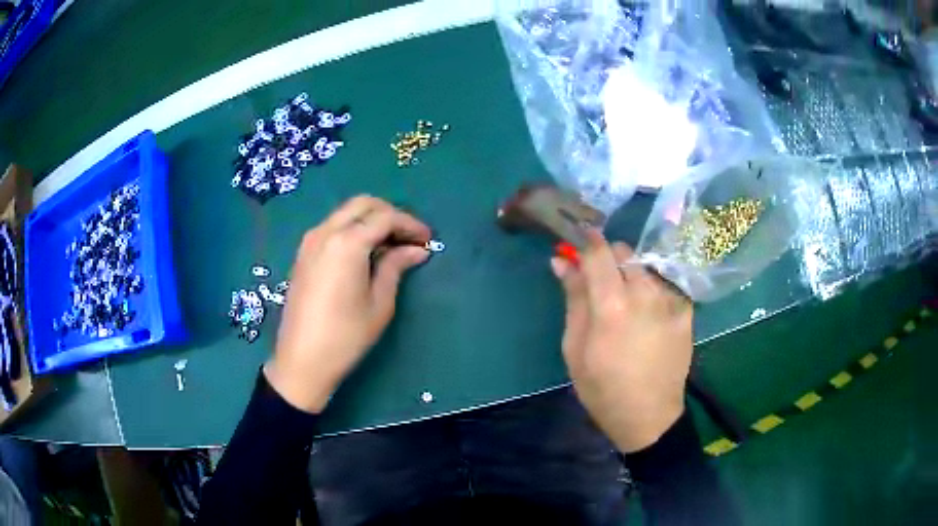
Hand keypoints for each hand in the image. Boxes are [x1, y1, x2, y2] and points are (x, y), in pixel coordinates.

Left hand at [265, 196, 430, 413]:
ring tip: (390, 245)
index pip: (385, 217)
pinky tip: (365, 252)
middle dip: (390, 214)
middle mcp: (325, 232)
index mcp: (347, 242)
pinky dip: (353, 229)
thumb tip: (416, 250)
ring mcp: (310, 241)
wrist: (302, 360)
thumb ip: (396, 267)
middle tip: (409, 237)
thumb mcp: (379, 303)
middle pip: (363, 204)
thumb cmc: (346, 336)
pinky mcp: (303, 253)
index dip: (410, 225)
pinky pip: (332, 227)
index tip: (428, 240)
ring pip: (346, 213)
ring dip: (370, 220)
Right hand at [551, 229, 692, 452]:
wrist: (649, 417)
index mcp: (612, 306)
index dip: (586, 240)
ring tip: (626, 305)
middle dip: (609, 259)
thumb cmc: (602, 388)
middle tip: (600, 284)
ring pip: (645, 267)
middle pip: (625, 253)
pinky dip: (652, 292)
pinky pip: (664, 286)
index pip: (599, 252)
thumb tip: (561, 262)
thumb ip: (573, 299)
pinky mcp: (686, 311)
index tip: (578, 239)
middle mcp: (645, 294)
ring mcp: (670, 301)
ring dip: (631, 275)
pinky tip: (648, 317)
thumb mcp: (575, 348)